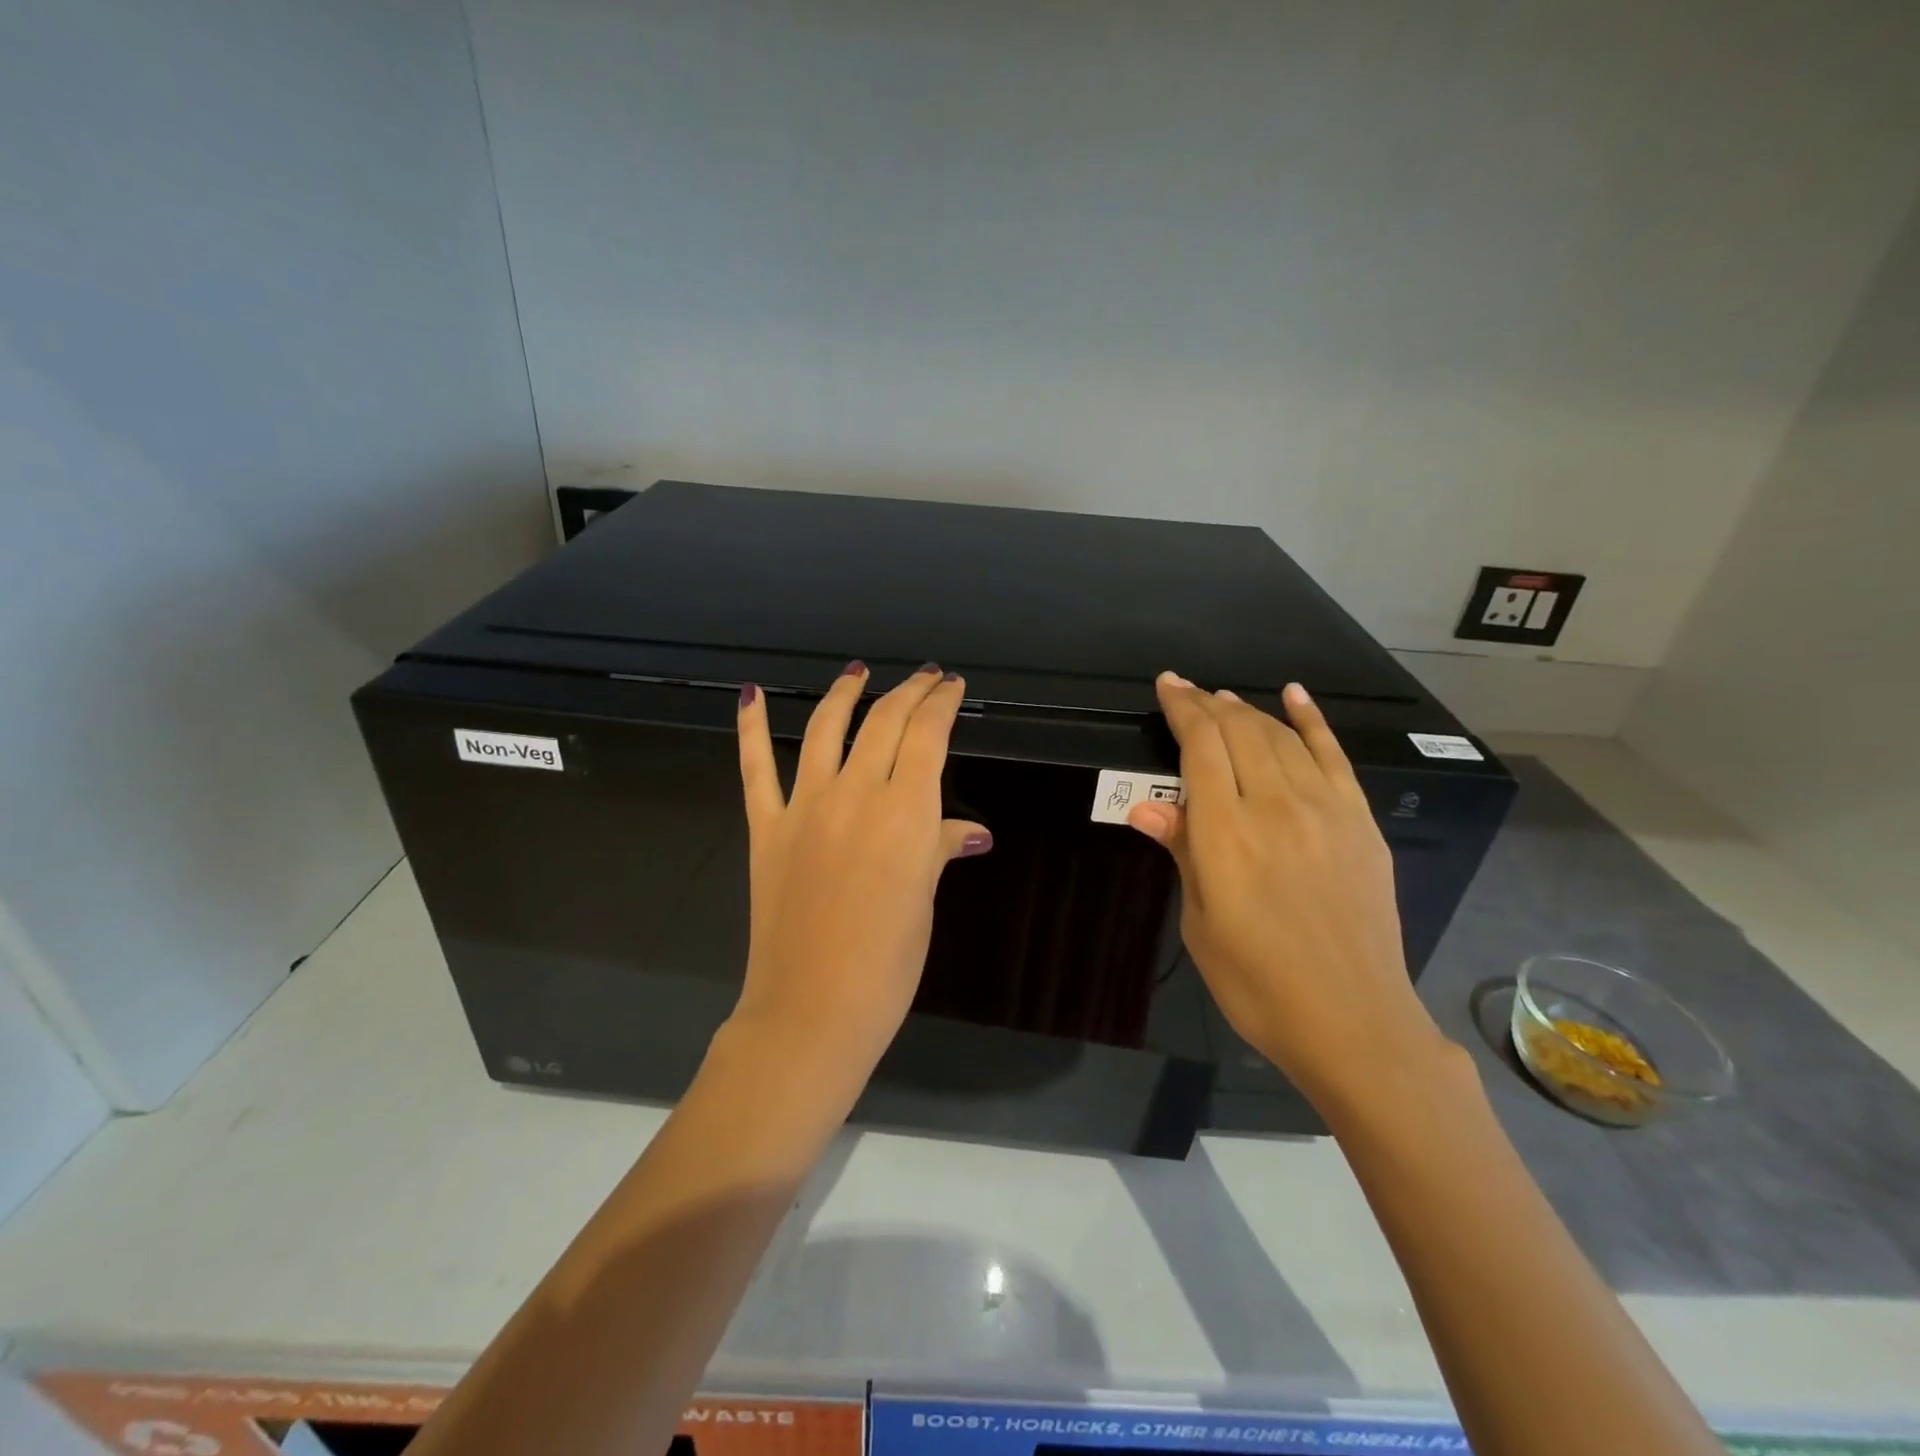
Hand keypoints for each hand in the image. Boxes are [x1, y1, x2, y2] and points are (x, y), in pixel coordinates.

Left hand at [729, 662, 991, 1083]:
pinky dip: (749, 728)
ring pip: (824, 728)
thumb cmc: (888, 963)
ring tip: (858, 672)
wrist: (812, 1010)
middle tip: (926, 679)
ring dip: (844, 694)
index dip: (942, 704)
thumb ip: (939, 849)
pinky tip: (750, 695)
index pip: (927, 735)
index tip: (952, 687)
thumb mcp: (924, 900)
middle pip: (884, 722)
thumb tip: (971, 831)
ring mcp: (804, 807)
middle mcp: (855, 794)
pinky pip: (755, 768)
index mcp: (905, 811)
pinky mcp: (766, 828)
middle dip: (909, 692)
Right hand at [1128, 673, 1449, 1102]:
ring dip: (1249, 712)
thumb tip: (1145, 807)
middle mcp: (1274, 806)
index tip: (1167, 685)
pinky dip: (1312, 720)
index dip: (1182, 709)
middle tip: (1188, 692)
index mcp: (1226, 833)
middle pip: (1240, 731)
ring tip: (1225, 700)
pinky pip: (1334, 756)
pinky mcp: (1359, 822)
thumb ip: (1182, 852)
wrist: (1352, 1020)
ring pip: (1281, 737)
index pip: (1200, 747)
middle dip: (1209, 704)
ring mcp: (1324, 810)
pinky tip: (1295, 695)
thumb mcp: (1202, 923)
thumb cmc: (1256, 982)